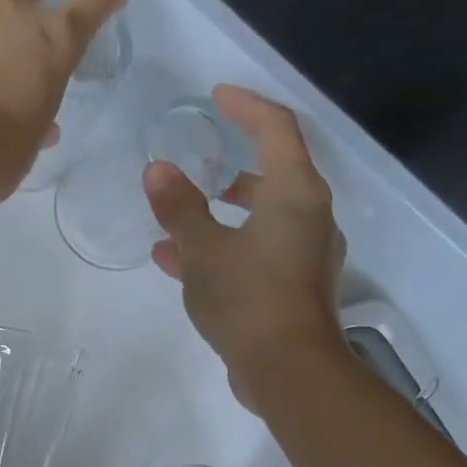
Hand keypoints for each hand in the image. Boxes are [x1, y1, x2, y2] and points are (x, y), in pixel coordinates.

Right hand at [145, 85, 348, 405]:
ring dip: (220, 214)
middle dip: (231, 166)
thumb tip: (158, 169)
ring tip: (176, 222)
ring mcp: (304, 254)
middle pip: (273, 174)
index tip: (217, 96)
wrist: (288, 370)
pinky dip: (223, 247)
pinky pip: (256, 251)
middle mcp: (309, 217)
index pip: (276, 129)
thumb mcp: (202, 250)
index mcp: (295, 194)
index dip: (246, 106)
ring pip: (261, 217)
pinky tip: (180, 264)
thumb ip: (179, 207)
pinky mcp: (293, 286)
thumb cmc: (248, 298)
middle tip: (197, 163)